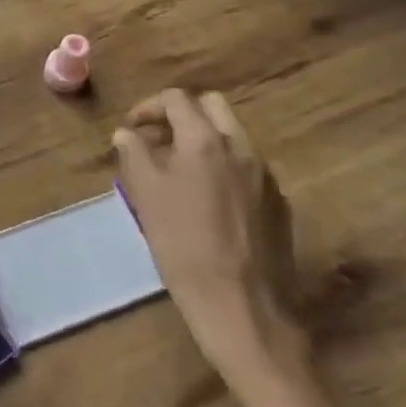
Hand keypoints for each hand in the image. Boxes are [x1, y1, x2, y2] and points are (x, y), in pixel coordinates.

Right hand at [112, 89, 306, 388]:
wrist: (244, 308)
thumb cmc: (184, 246)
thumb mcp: (146, 197)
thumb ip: (134, 155)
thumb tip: (127, 134)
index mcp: (205, 140)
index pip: (177, 99)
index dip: (148, 107)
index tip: (132, 128)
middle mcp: (241, 147)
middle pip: (212, 106)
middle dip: (181, 115)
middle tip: (157, 140)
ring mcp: (265, 175)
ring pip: (232, 136)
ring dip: (203, 140)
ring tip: (178, 172)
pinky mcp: (278, 203)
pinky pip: (247, 167)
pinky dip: (223, 167)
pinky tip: (208, 201)